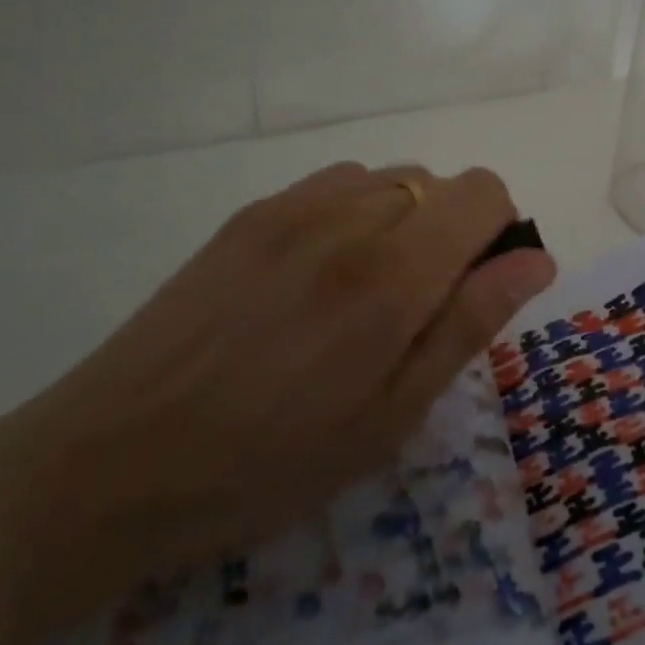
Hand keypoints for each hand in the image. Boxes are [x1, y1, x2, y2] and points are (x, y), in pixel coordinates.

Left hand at [0, 162, 556, 629]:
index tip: (477, 289)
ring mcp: (291, 207)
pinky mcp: (251, 214)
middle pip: (442, 183)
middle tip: (416, 312)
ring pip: (392, 180)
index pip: (484, 193)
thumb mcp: (389, 418)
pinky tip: (319, 276)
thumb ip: (469, 324)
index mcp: (391, 275)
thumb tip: (535, 258)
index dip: (500, 233)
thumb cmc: (266, 464)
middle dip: (453, 235)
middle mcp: (348, 218)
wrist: (110, 463)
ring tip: (364, 297)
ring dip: (405, 223)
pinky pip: (337, 184)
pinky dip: (357, 213)